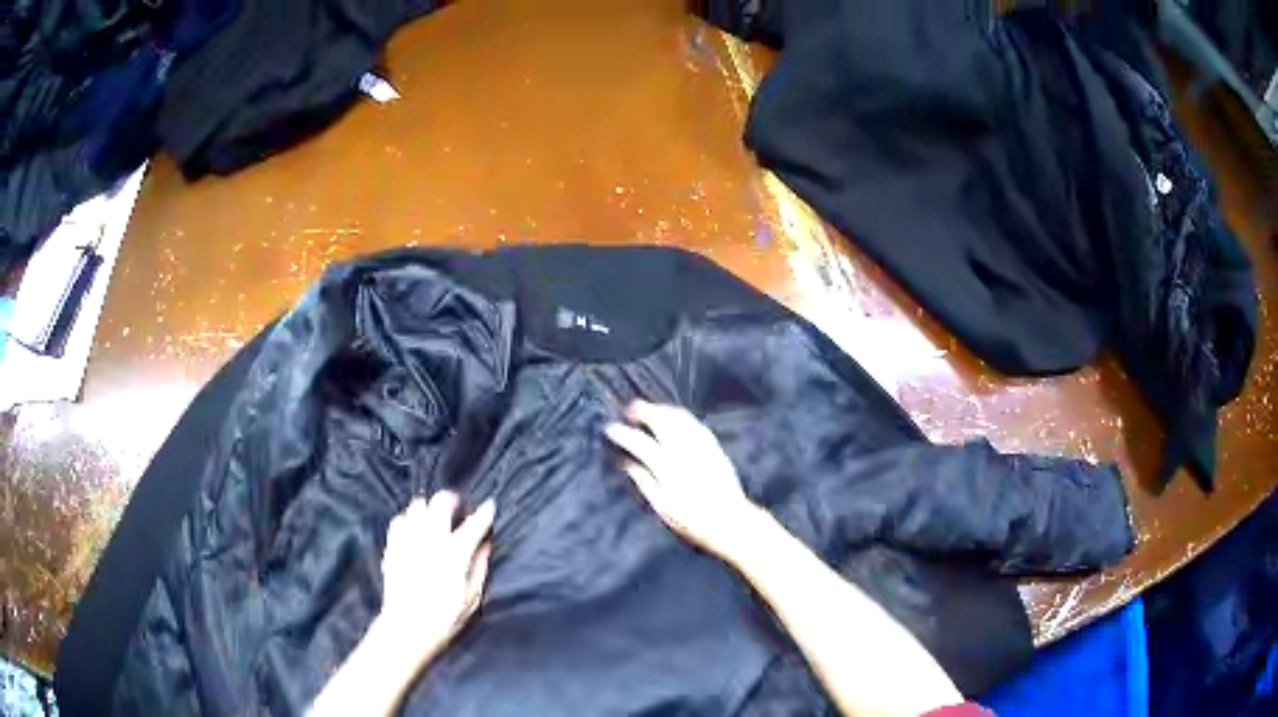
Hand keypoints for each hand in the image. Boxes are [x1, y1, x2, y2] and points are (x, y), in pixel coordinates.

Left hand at [377, 491, 494, 669]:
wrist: (407, 628)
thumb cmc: (445, 618)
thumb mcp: (472, 597)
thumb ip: (480, 567)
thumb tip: (485, 546)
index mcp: (456, 553)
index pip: (475, 523)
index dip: (486, 512)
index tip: (490, 506)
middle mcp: (431, 540)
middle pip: (441, 501)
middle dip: (453, 500)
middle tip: (459, 509)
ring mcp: (409, 541)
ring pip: (418, 506)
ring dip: (429, 508)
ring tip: (435, 519)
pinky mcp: (392, 546)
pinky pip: (398, 520)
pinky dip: (408, 520)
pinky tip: (413, 530)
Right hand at [605, 401, 762, 560]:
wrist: (731, 521)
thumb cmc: (693, 521)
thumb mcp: (662, 507)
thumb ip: (644, 482)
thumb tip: (627, 463)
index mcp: (668, 468)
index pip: (640, 443)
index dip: (622, 433)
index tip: (610, 428)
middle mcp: (685, 451)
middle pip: (661, 421)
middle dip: (642, 411)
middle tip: (629, 410)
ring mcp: (702, 446)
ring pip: (678, 417)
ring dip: (661, 409)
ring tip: (648, 411)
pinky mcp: (715, 446)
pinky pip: (694, 423)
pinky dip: (679, 416)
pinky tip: (673, 418)